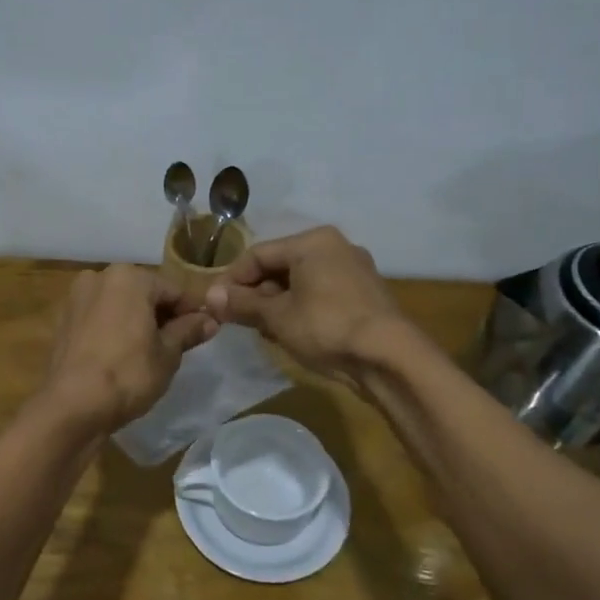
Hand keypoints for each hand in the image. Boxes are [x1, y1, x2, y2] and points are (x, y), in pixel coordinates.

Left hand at [37, 265, 214, 432]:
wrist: (73, 405)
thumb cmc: (128, 374)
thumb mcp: (167, 354)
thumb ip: (188, 330)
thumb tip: (210, 320)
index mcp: (129, 277)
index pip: (173, 291)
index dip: (191, 312)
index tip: (203, 333)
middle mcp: (99, 277)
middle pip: (144, 294)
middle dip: (161, 315)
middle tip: (177, 346)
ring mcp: (77, 298)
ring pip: (120, 306)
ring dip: (137, 322)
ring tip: (149, 353)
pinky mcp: (63, 320)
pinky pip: (99, 319)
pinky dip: (113, 330)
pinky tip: (121, 355)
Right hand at [204, 226, 408, 379]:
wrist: (389, 357)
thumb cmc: (326, 327)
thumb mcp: (277, 317)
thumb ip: (242, 304)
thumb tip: (209, 297)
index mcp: (312, 242)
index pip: (258, 254)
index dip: (232, 280)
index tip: (215, 304)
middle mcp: (335, 247)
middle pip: (280, 266)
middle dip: (256, 293)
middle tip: (239, 320)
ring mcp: (354, 270)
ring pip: (301, 282)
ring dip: (277, 304)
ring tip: (264, 331)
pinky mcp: (365, 294)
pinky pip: (321, 294)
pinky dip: (301, 308)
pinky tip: (293, 333)